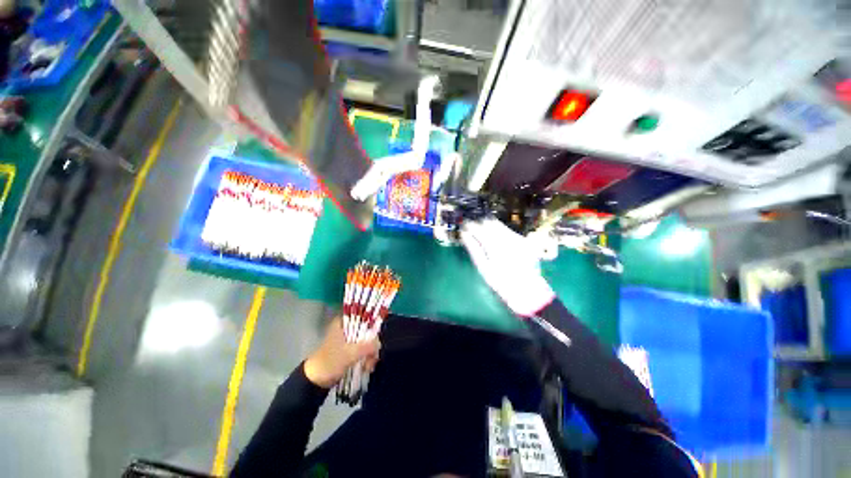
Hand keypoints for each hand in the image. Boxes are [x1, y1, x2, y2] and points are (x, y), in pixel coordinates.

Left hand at [304, 317, 380, 388]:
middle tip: (373, 357)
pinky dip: (366, 358)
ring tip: (369, 366)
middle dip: (372, 345)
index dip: (371, 324)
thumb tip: (379, 344)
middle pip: (366, 330)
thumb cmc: (330, 362)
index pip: (362, 316)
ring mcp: (349, 339)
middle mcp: (347, 328)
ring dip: (370, 354)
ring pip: (366, 341)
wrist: (315, 380)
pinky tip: (367, 367)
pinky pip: (363, 350)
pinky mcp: (350, 350)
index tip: (375, 338)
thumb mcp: (350, 353)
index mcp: (343, 322)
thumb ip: (367, 346)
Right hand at [460, 218, 555, 316]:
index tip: (465, 226)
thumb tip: (464, 234)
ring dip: (490, 227)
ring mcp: (517, 238)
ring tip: (485, 236)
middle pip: (489, 223)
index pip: (479, 228)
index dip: (470, 225)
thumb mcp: (483, 268)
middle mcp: (507, 238)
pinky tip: (498, 243)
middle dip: (479, 224)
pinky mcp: (524, 240)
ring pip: (499, 225)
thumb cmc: (500, 282)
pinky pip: (508, 231)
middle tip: (473, 230)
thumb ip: (473, 248)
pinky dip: (500, 233)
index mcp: (494, 246)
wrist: (527, 290)